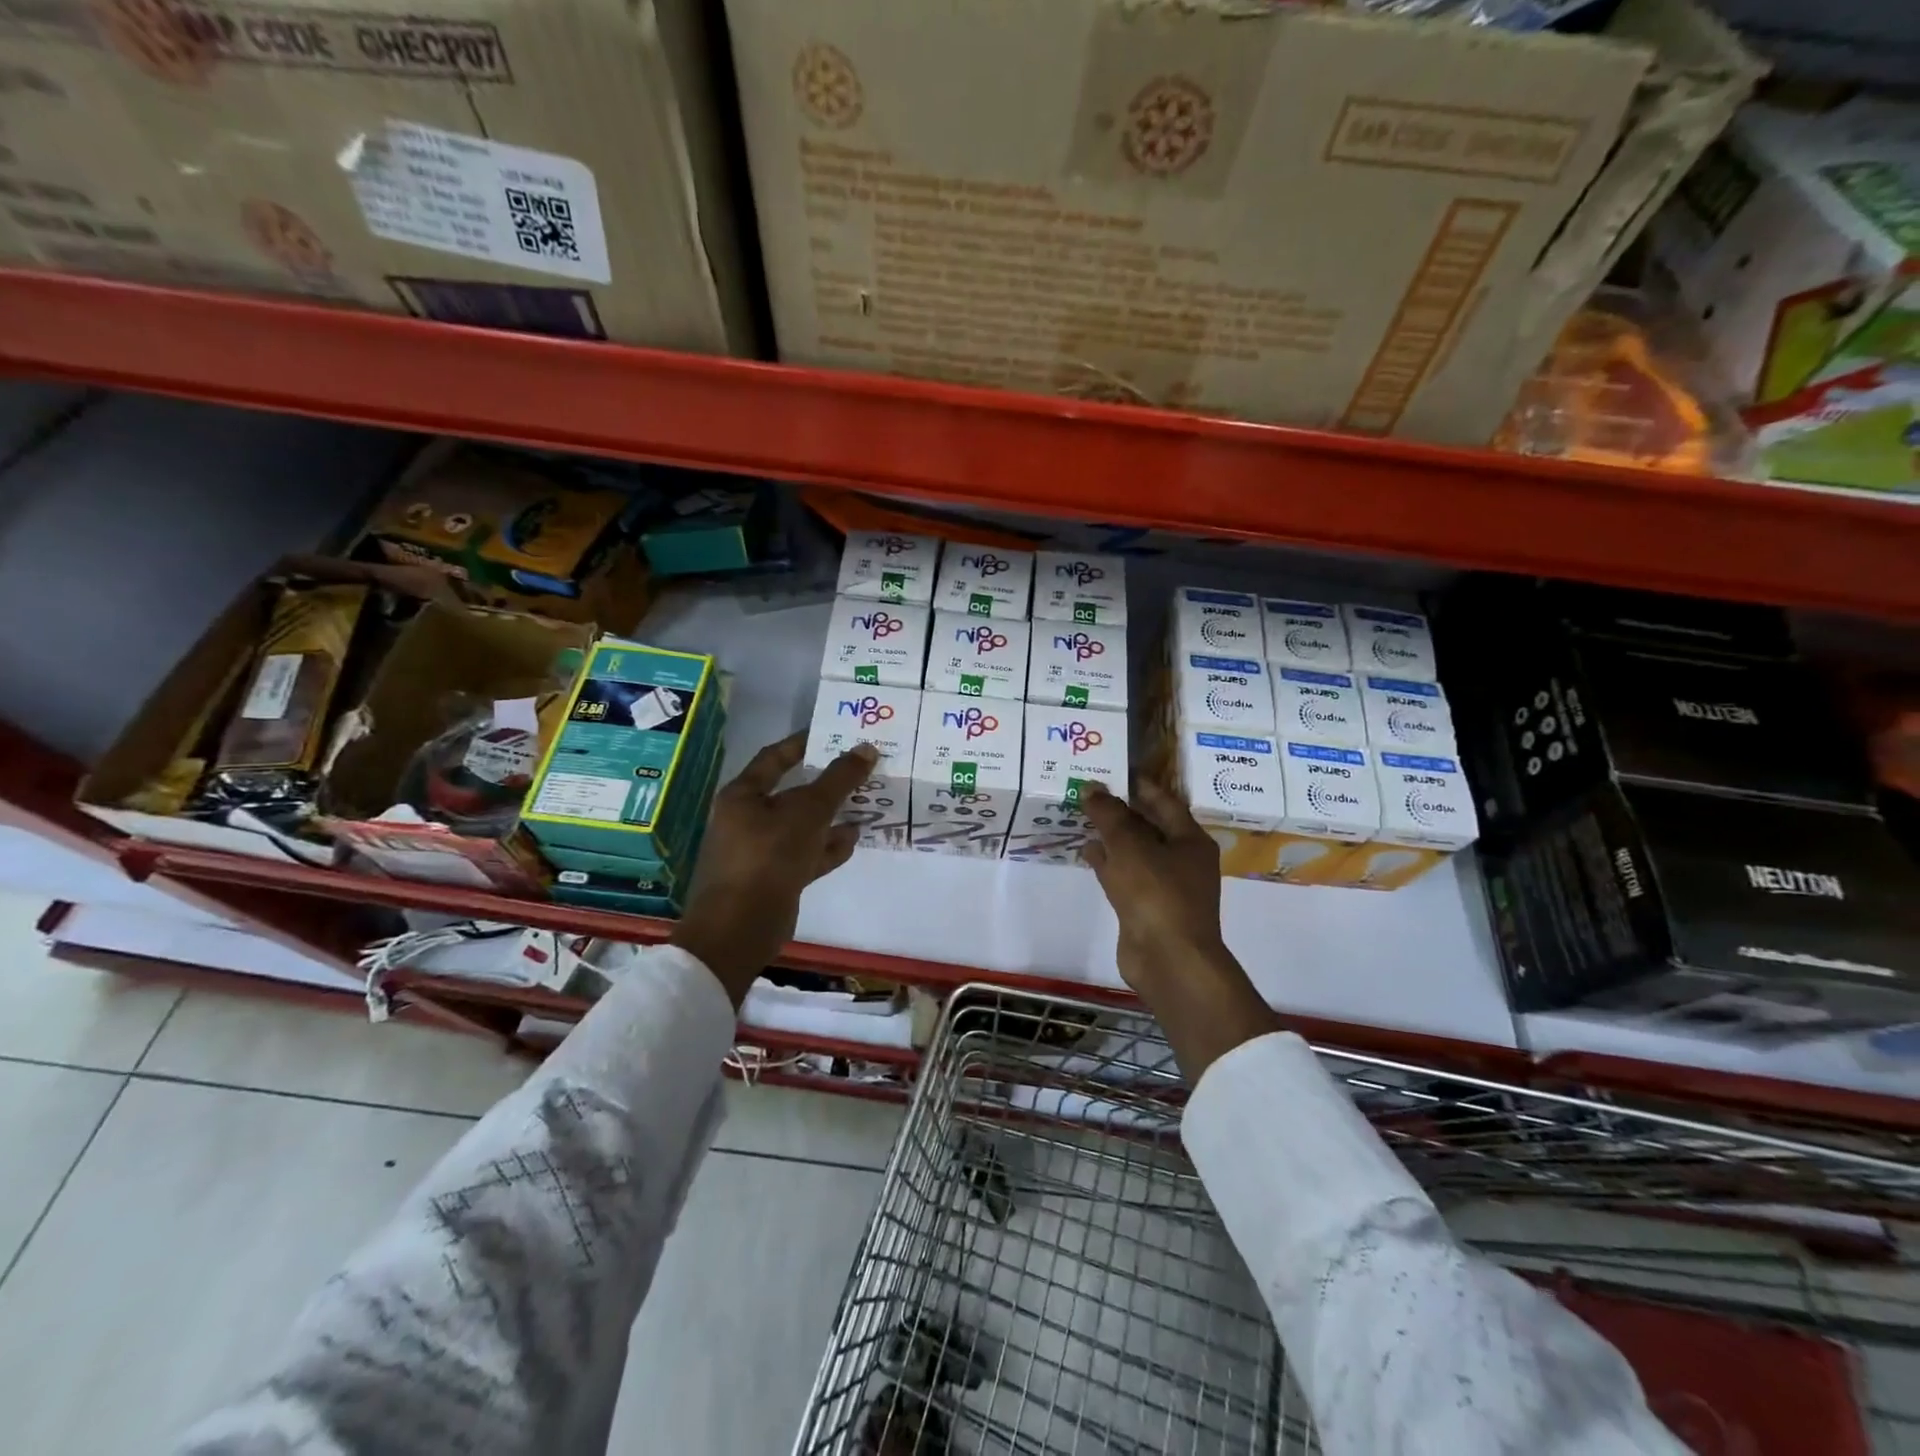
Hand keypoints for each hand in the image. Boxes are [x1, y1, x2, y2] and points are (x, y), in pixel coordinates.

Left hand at [670, 732, 876, 1003]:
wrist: (741, 927)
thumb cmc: (769, 856)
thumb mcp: (809, 811)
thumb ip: (839, 780)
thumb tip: (866, 748)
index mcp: (743, 795)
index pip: (774, 758)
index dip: (803, 744)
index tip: (834, 735)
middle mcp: (747, 819)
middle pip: (791, 793)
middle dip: (826, 784)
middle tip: (859, 771)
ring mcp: (760, 852)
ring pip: (802, 826)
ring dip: (831, 817)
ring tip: (865, 806)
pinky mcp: (774, 879)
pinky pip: (805, 854)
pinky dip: (827, 847)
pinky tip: (853, 840)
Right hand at [1082, 778, 1278, 1079]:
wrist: (1168, 959)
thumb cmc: (1157, 893)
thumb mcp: (1130, 846)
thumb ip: (1109, 814)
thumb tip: (1091, 787)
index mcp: (1190, 839)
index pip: (1164, 801)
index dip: (1138, 785)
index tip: (1112, 770)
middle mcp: (1182, 860)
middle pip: (1148, 825)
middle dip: (1120, 810)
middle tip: (1089, 790)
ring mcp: (1164, 886)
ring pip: (1134, 851)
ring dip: (1111, 836)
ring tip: (1081, 816)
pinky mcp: (1146, 907)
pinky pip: (1125, 875)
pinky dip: (1107, 862)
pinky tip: (1086, 851)